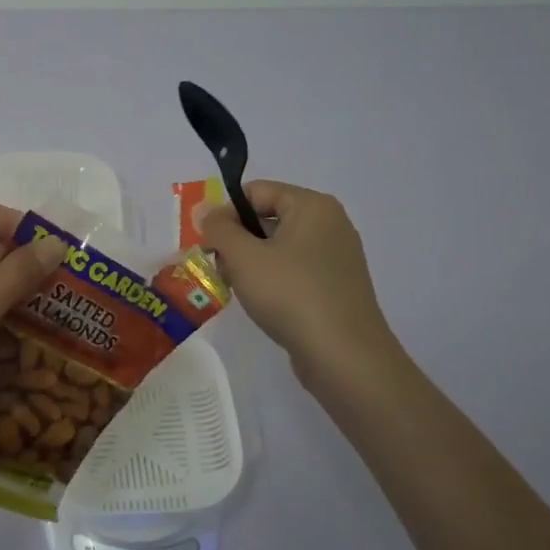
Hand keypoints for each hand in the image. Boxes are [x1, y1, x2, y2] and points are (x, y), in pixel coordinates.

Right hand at [197, 180, 407, 396]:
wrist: (344, 357)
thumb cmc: (291, 295)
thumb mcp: (244, 257)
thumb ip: (219, 228)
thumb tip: (205, 210)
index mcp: (312, 206)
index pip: (256, 191)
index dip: (225, 212)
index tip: (207, 243)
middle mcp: (329, 224)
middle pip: (267, 217)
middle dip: (236, 240)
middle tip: (218, 267)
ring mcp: (336, 257)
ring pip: (278, 246)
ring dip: (250, 262)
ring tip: (236, 288)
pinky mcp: (335, 286)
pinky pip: (294, 270)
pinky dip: (272, 280)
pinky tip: (260, 303)